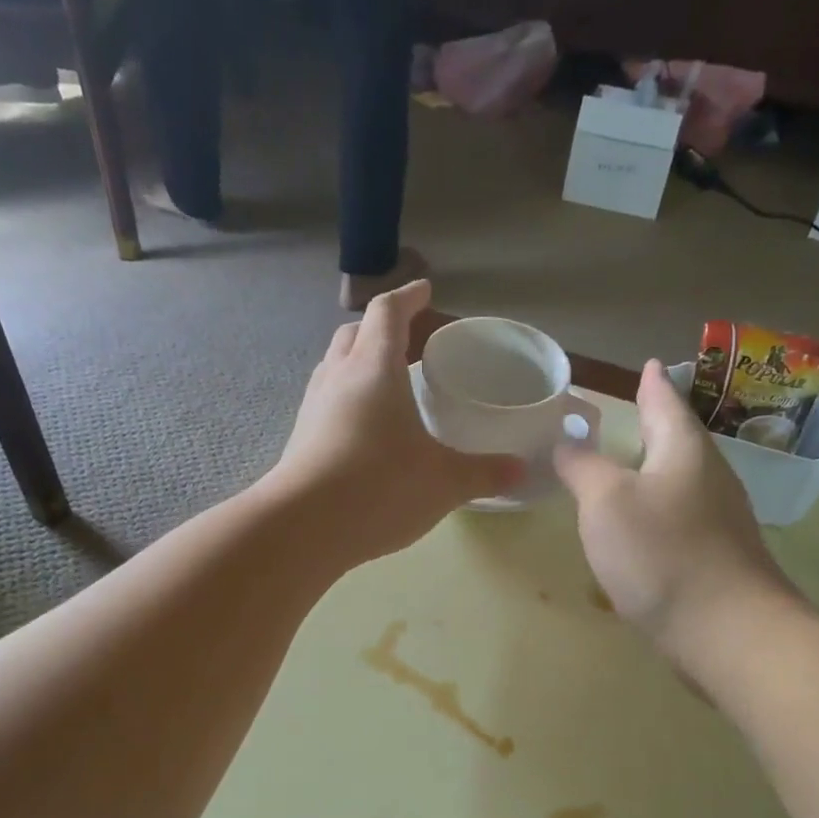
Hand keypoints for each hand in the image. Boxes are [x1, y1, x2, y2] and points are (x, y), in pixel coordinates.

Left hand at [268, 281, 522, 565]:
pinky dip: (347, 400)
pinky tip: (364, 430)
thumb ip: (483, 473)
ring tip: (387, 384)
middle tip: (409, 341)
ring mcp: (312, 408)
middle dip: (381, 329)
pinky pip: (326, 402)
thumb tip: (519, 470)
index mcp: (374, 368)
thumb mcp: (444, 482)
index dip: (408, 296)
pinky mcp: (299, 440)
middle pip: (354, 334)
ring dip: (359, 364)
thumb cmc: (380, 487)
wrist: (303, 528)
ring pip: (334, 367)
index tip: (425, 290)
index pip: (387, 312)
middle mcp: (338, 378)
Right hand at [554, 360, 798, 661]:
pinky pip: (682, 521)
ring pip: (682, 482)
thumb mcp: (606, 502)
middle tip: (635, 412)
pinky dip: (659, 513)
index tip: (647, 366)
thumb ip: (583, 468)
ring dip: (656, 471)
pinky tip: (642, 531)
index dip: (651, 385)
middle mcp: (710, 478)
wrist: (725, 631)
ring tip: (631, 468)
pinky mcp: (718, 559)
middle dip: (657, 426)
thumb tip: (566, 442)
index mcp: (684, 451)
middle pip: (679, 442)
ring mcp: (720, 521)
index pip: (665, 404)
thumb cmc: (661, 553)